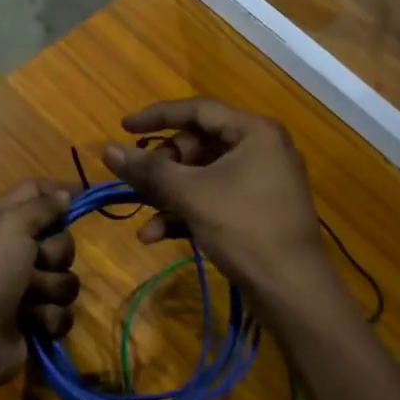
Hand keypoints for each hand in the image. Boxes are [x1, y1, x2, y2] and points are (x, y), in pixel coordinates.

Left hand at [0, 179, 77, 389]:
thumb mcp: (13, 224)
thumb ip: (42, 206)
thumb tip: (65, 194)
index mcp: (5, 219)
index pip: (37, 192)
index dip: (61, 192)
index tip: (87, 197)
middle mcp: (17, 249)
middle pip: (62, 240)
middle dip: (55, 255)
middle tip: (35, 262)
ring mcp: (28, 287)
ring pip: (67, 280)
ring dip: (50, 290)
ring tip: (27, 299)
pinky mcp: (37, 319)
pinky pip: (64, 313)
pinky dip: (47, 318)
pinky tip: (30, 322)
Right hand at [104, 98, 341, 309]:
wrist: (292, 290)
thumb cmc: (243, 227)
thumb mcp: (190, 194)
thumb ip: (148, 169)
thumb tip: (108, 150)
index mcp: (254, 133)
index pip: (198, 109)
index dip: (157, 116)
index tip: (123, 128)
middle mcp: (260, 150)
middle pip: (198, 144)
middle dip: (162, 166)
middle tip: (138, 181)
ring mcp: (260, 182)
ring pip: (201, 176)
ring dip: (167, 194)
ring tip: (141, 213)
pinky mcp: (255, 212)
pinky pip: (213, 199)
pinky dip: (185, 212)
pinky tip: (155, 235)